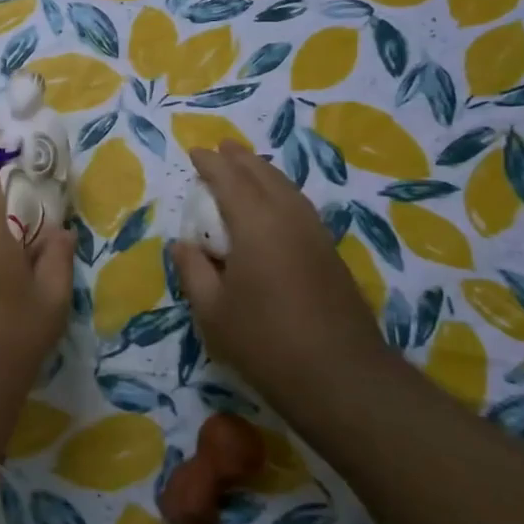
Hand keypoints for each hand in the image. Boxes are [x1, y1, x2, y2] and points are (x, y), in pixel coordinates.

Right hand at [171, 141, 390, 418]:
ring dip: (264, 172)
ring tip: (248, 167)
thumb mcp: (212, 311)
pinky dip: (281, 192)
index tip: (195, 151)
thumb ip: (193, 271)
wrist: (340, 376)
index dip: (210, 163)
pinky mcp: (330, 253)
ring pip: (287, 188)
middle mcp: (288, 218)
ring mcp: (315, 234)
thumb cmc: (264, 342)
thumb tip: (183, 243)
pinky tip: (276, 205)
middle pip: (263, 175)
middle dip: (240, 159)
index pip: (229, 180)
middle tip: (222, 148)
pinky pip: (300, 206)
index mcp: (255, 225)